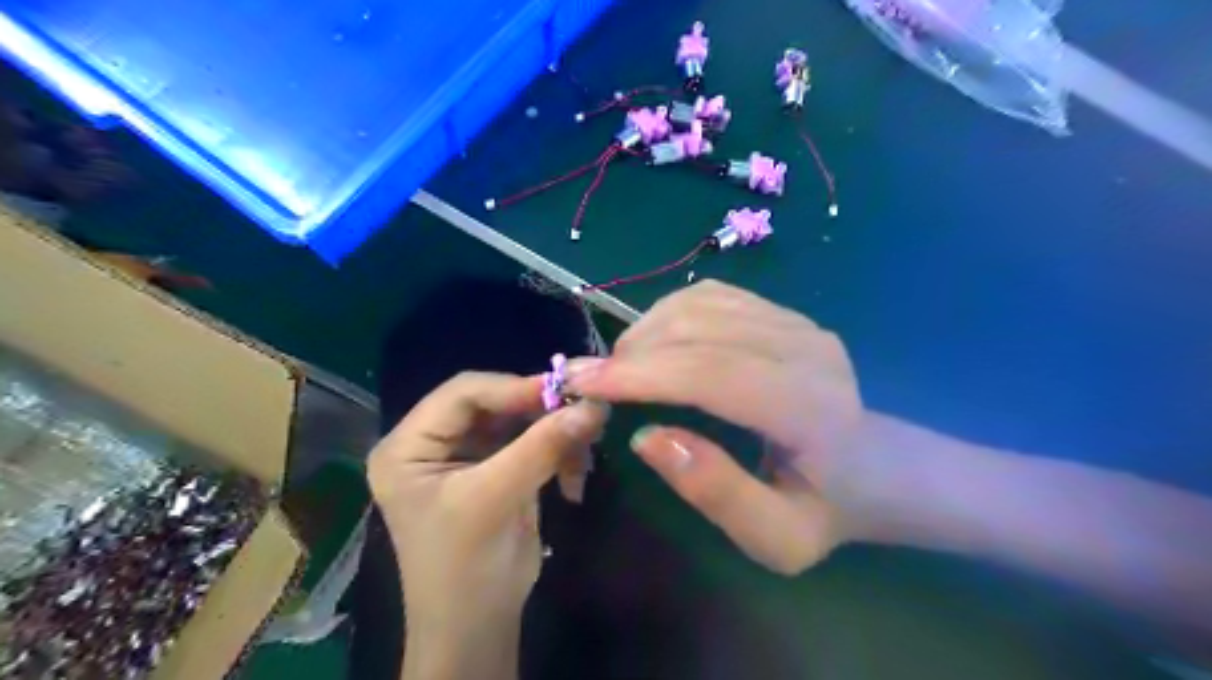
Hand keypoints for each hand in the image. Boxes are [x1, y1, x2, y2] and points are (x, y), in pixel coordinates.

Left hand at [362, 373, 601, 632]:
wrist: (477, 626)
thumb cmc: (466, 567)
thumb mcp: (497, 499)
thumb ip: (543, 447)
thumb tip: (594, 405)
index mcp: (408, 445)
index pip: (462, 393)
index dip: (512, 387)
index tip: (563, 392)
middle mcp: (433, 442)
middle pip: (492, 403)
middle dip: (538, 410)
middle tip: (583, 413)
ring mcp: (466, 455)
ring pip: (517, 421)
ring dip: (554, 432)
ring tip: (586, 446)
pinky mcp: (495, 468)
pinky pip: (530, 442)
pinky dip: (558, 451)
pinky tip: (576, 471)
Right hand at [568, 279, 861, 573]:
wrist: (875, 466)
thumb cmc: (823, 508)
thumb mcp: (776, 537)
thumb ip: (715, 492)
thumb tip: (646, 437)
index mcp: (809, 408)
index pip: (711, 373)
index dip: (640, 375)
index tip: (581, 383)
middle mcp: (805, 348)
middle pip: (698, 329)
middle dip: (630, 352)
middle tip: (586, 379)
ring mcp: (795, 321)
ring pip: (698, 305)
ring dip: (644, 331)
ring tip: (618, 368)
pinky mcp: (782, 311)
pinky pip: (711, 297)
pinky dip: (667, 314)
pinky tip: (654, 344)